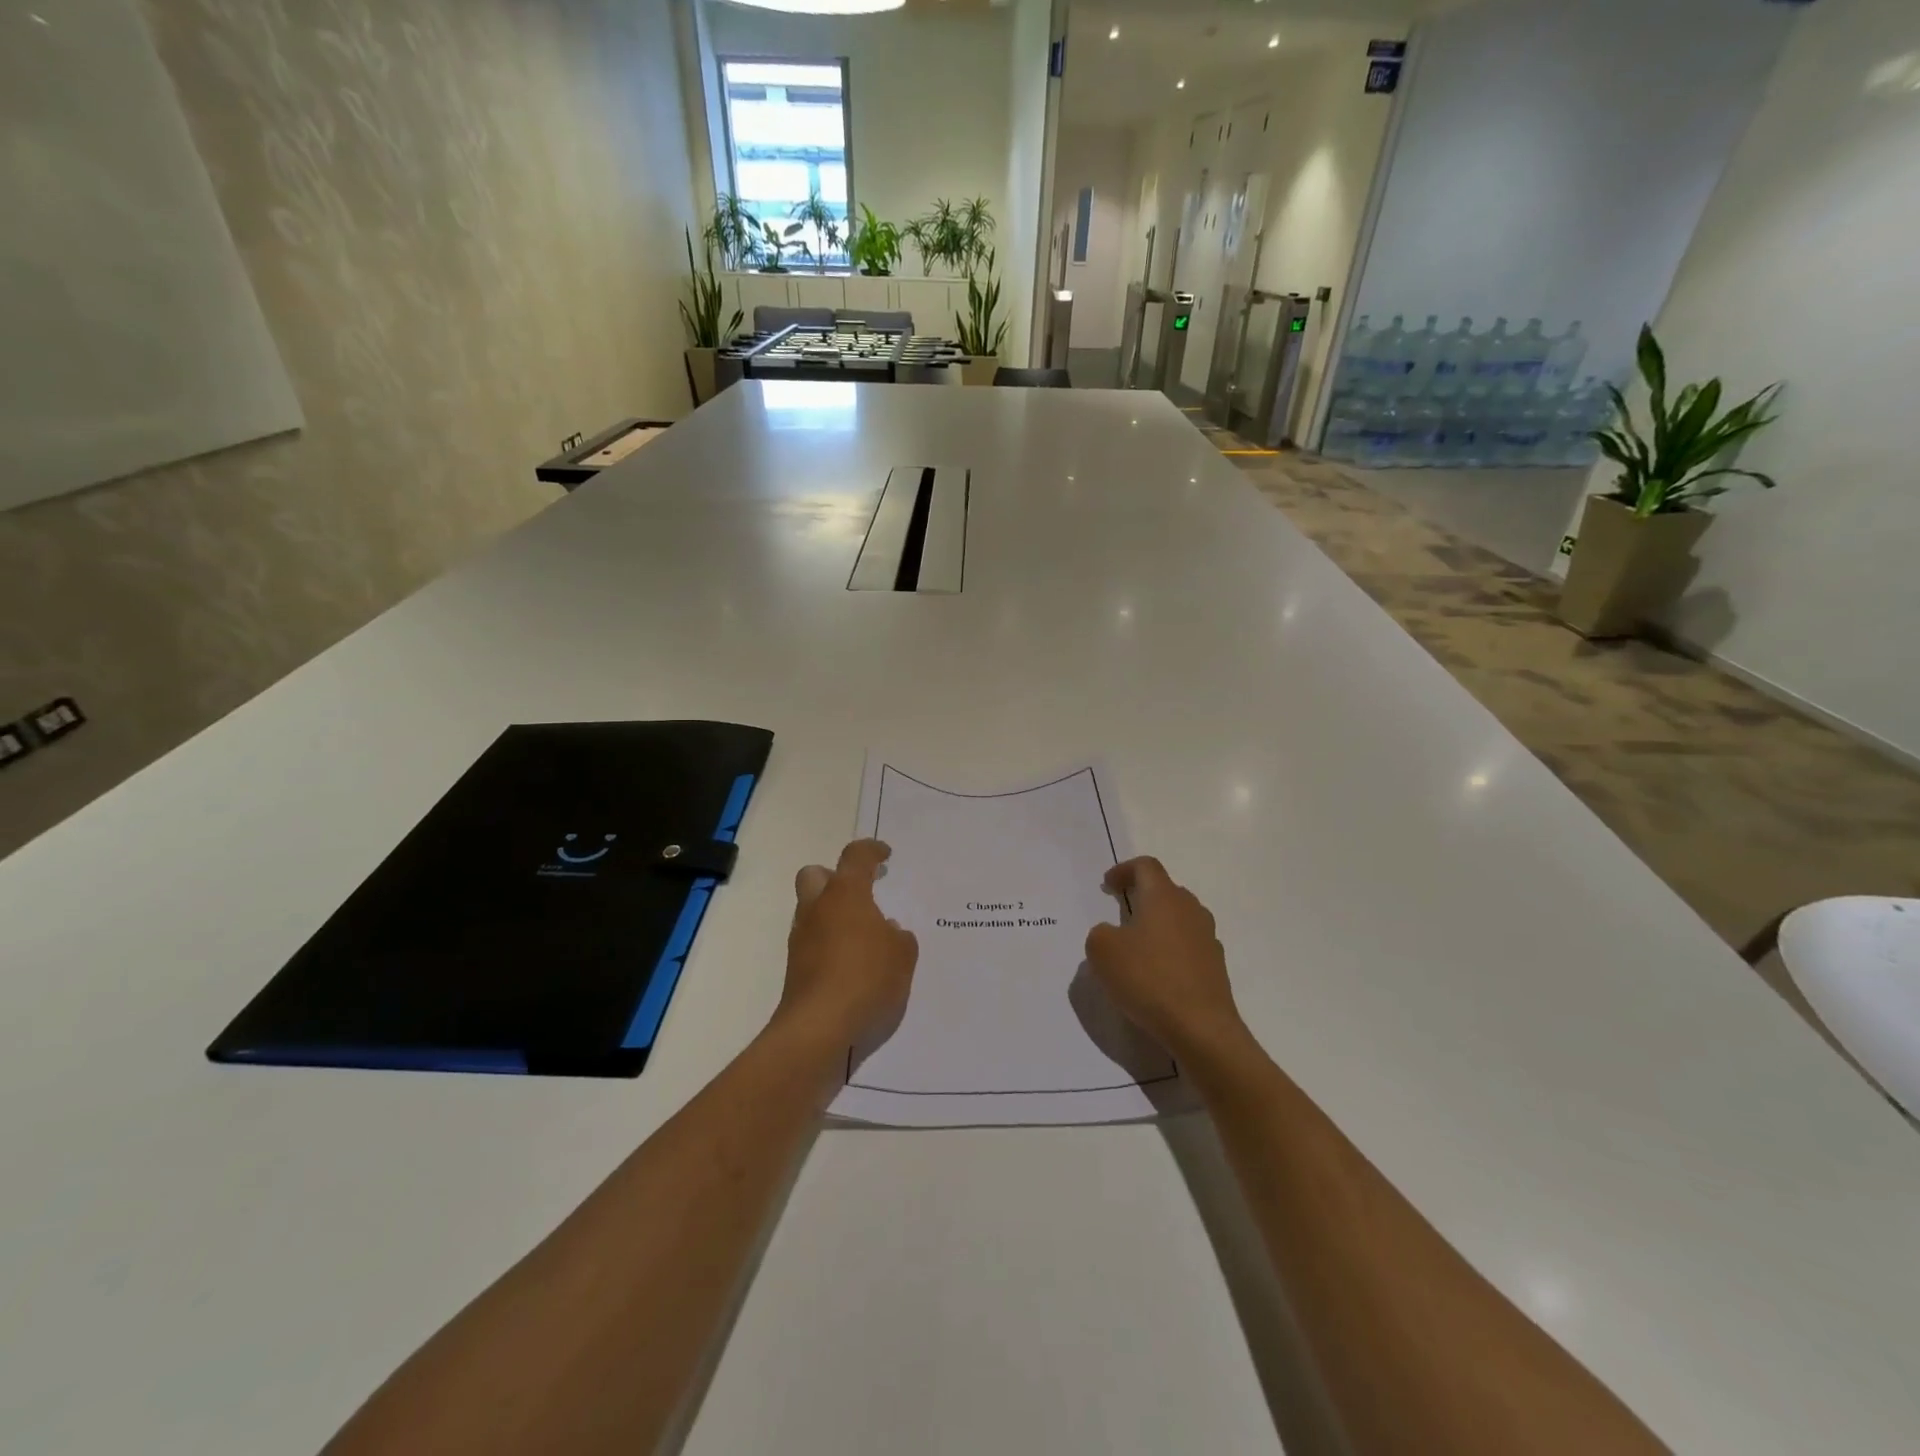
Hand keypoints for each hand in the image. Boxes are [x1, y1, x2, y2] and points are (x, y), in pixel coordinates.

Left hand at [777, 839, 917, 1050]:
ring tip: (862, 935)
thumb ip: (899, 938)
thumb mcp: (903, 956)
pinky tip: (851, 963)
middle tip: (859, 892)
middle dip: (834, 877)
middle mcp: (818, 908)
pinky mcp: (795, 965)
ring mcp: (802, 937)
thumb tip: (888, 932)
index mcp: (846, 894)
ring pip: (811, 909)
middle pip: (815, 874)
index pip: (855, 857)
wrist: (819, 1026)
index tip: (884, 855)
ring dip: (831, 913)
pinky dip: (828, 942)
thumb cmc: (866, 978)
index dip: (871, 850)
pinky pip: (812, 940)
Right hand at [1084, 857, 1249, 1063]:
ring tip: (1137, 947)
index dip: (1124, 869)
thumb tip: (1112, 933)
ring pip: (1179, 919)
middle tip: (1120, 913)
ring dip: (1157, 925)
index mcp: (1163, 897)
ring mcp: (1208, 938)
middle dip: (1142, 897)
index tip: (1108, 885)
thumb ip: (1100, 933)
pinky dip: (1170, 951)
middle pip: (1165, 890)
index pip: (1146, 866)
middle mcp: (1190, 909)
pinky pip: (1188, 947)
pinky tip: (1157, 975)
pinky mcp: (1216, 966)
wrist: (1201, 1028)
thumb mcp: (1102, 951)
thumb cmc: (1148, 979)